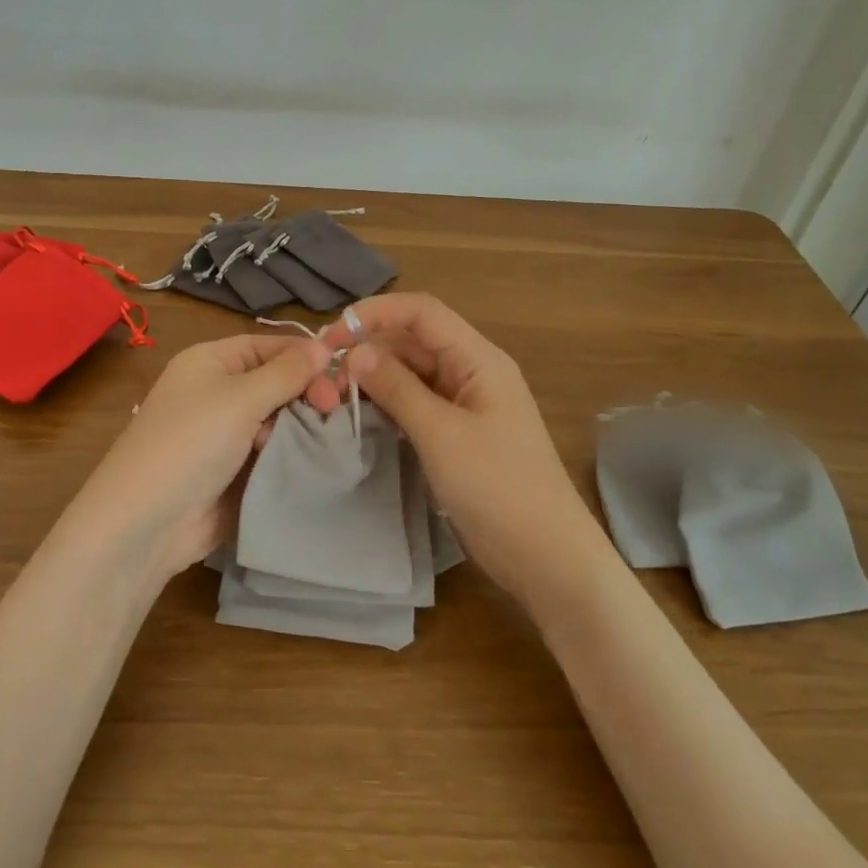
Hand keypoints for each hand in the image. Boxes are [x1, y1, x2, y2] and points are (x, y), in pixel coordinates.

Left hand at [67, 333, 332, 577]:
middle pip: (275, 382)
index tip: (342, 373)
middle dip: (306, 392)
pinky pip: (271, 452)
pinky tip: (317, 458)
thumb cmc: (191, 442)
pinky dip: (292, 453)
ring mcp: (225, 434)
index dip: (304, 356)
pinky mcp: (234, 470)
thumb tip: (324, 345)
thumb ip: (286, 372)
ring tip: (328, 436)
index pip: (268, 346)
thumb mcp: (240, 398)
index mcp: (211, 362)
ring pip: (278, 419)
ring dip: (302, 426)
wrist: (148, 521)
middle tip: (334, 409)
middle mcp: (217, 392)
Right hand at [324, 294, 599, 599]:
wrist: (543, 554)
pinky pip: (415, 403)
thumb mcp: (440, 433)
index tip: (332, 336)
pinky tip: (360, 414)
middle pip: (413, 340)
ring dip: (374, 377)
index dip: (375, 314)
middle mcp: (470, 372)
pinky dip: (387, 403)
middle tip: (324, 374)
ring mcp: (464, 404)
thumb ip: (397, 388)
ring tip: (334, 394)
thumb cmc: (497, 486)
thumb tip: (355, 352)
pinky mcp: (455, 433)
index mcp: (478, 359)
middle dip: (369, 348)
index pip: (421, 312)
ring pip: (411, 372)